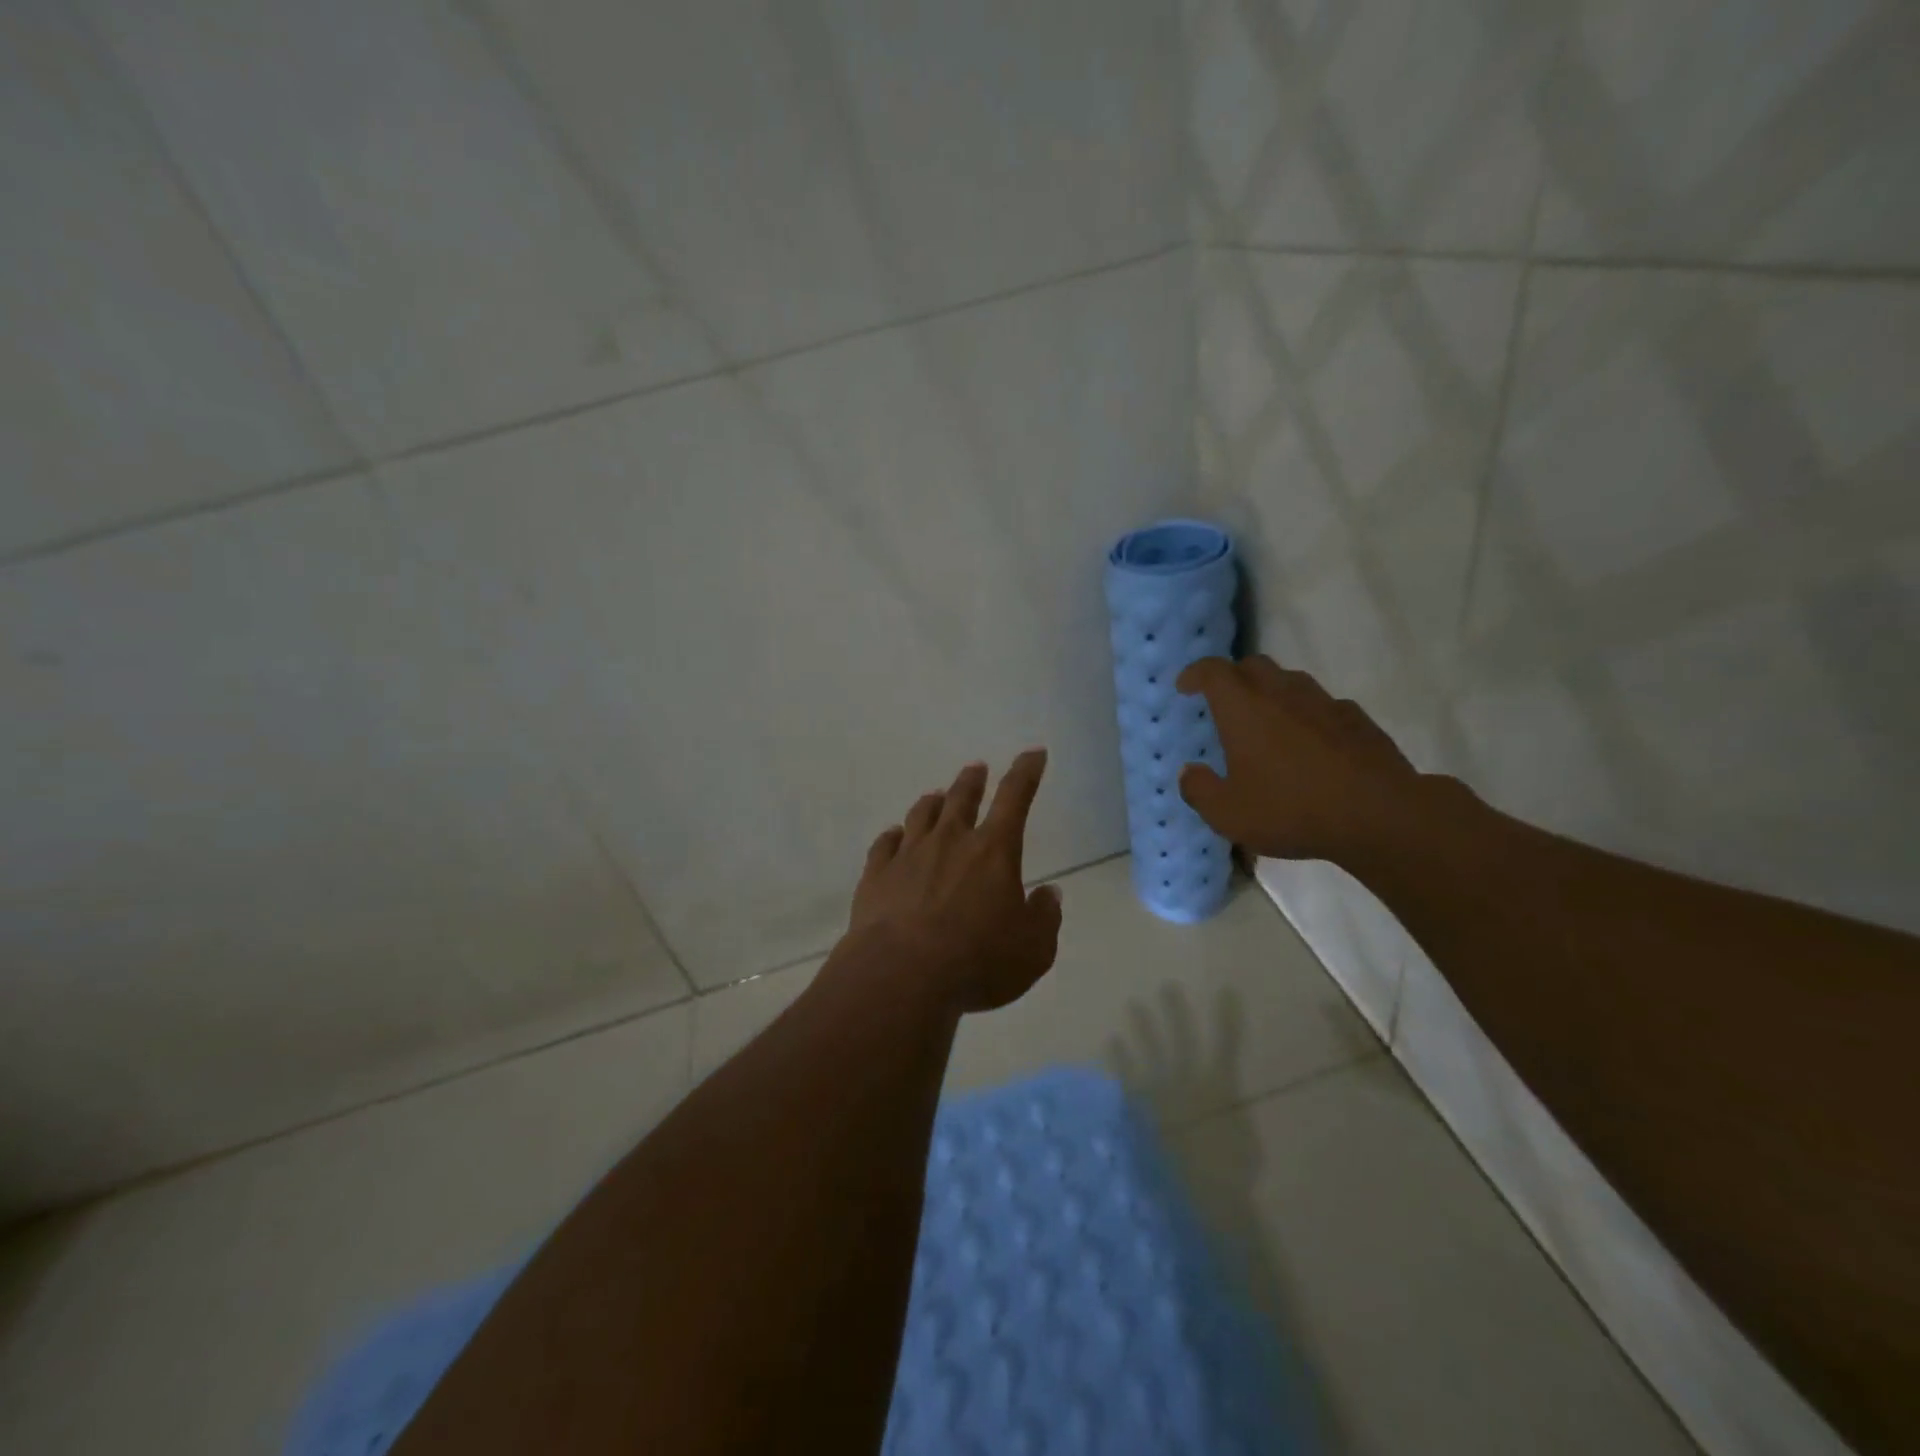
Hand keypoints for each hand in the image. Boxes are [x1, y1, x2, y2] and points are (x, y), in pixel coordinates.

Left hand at [841, 750, 1062, 1013]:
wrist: (902, 975)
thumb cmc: (978, 961)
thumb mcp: (1033, 949)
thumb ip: (1044, 917)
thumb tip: (1049, 893)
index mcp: (993, 851)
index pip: (1015, 798)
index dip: (1026, 772)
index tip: (1033, 753)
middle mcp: (950, 841)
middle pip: (962, 799)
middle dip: (972, 780)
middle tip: (976, 768)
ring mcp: (909, 855)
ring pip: (921, 815)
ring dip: (933, 802)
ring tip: (936, 795)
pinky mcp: (876, 875)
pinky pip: (884, 844)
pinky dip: (892, 836)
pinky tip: (893, 835)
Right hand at [1175, 656, 1421, 866]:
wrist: (1379, 815)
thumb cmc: (1291, 809)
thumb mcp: (1228, 814)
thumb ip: (1199, 790)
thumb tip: (1189, 772)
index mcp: (1244, 708)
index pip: (1213, 671)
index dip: (1195, 674)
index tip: (1185, 687)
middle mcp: (1282, 693)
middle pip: (1252, 665)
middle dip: (1233, 677)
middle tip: (1223, 702)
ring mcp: (1324, 703)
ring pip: (1290, 681)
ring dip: (1271, 692)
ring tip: (1265, 722)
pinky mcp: (1356, 720)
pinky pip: (1323, 705)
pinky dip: (1307, 714)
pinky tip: (1309, 743)